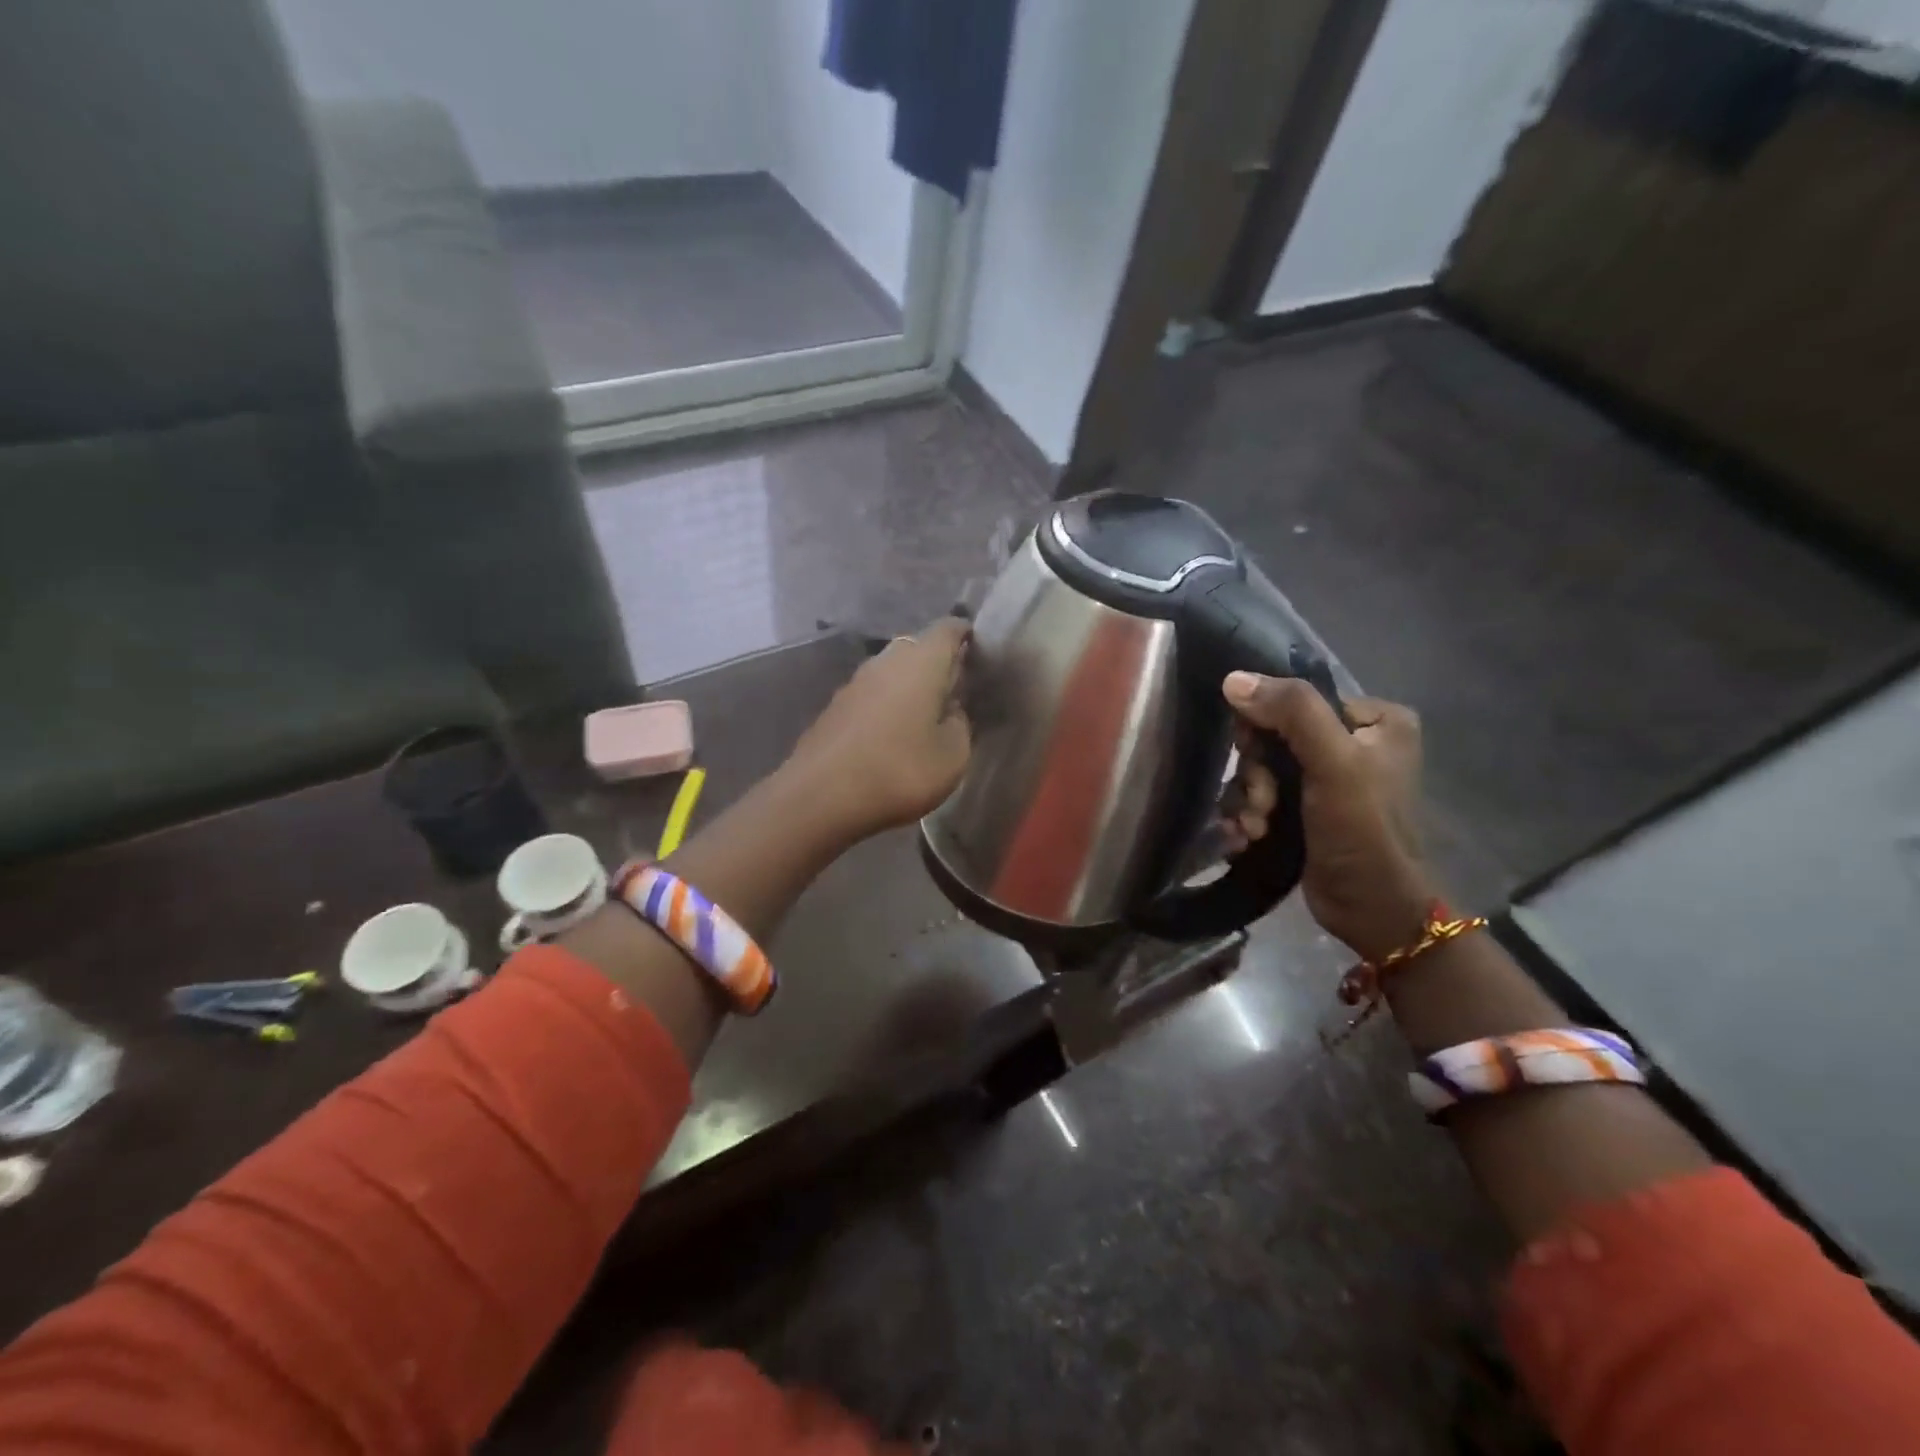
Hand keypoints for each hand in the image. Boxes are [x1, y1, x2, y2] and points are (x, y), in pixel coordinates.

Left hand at [781, 619, 972, 842]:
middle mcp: (886, 661)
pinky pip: (871, 695)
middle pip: (917, 647)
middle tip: (956, 689)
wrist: (820, 796)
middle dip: (937, 662)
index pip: (948, 628)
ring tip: (926, 714)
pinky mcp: (834, 707)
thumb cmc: (899, 770)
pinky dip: (886, 705)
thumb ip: (961, 725)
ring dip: (909, 685)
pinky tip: (892, 734)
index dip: (965, 633)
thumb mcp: (953, 756)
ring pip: (891, 671)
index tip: (979, 650)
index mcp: (922, 662)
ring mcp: (854, 682)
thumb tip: (952, 709)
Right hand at [1221, 673, 1435, 960]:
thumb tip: (1233, 679)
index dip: (1265, 726)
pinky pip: (1262, 797)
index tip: (1254, 758)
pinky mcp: (1306, 812)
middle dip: (1256, 775)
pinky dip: (1249, 817)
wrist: (1373, 910)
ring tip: (1255, 829)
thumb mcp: (1334, 763)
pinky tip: (1247, 838)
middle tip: (1262, 804)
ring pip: (1261, 771)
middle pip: (1272, 738)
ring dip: (1248, 801)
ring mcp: (1327, 780)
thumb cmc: (1364, 830)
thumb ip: (1291, 712)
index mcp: (1375, 720)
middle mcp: (1352, 743)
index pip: (1297, 701)